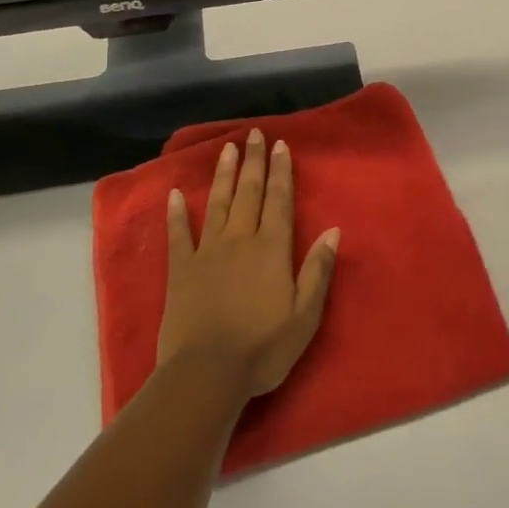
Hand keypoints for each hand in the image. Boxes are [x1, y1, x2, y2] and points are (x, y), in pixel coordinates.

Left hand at [158, 130, 339, 401]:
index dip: (280, 172)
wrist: (207, 373)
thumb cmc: (264, 347)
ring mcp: (208, 252)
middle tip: (254, 134)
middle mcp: (240, 240)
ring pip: (217, 204)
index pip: (279, 201)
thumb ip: (318, 270)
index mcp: (272, 249)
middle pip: (249, 193)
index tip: (280, 145)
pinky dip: (177, 213)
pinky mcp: (181, 269)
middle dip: (253, 162)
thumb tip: (333, 230)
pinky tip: (175, 194)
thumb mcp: (305, 314)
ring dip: (223, 175)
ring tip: (226, 148)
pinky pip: (179, 234)